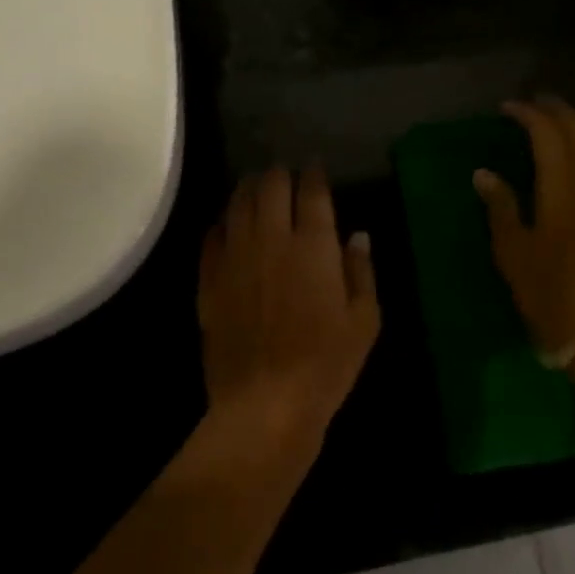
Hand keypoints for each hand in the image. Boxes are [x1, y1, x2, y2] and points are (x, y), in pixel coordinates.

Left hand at [198, 165, 380, 445]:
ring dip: (249, 189)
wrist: (264, 405)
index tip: (316, 167)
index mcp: (314, 245)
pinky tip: (228, 226)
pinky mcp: (210, 279)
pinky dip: (223, 223)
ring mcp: (236, 257)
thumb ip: (361, 271)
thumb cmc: (326, 364)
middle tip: (286, 174)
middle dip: (280, 173)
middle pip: (271, 185)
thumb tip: (357, 236)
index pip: (311, 191)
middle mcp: (272, 239)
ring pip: (238, 203)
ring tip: (256, 187)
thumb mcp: (364, 320)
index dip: (314, 173)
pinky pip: (212, 236)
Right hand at [473, 97, 574, 367]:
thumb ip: (501, 206)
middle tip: (535, 102)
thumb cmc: (553, 295)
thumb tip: (483, 173)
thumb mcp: (514, 253)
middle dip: (557, 110)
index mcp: (563, 184)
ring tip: (561, 120)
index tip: (508, 107)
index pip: (547, 132)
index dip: (527, 114)